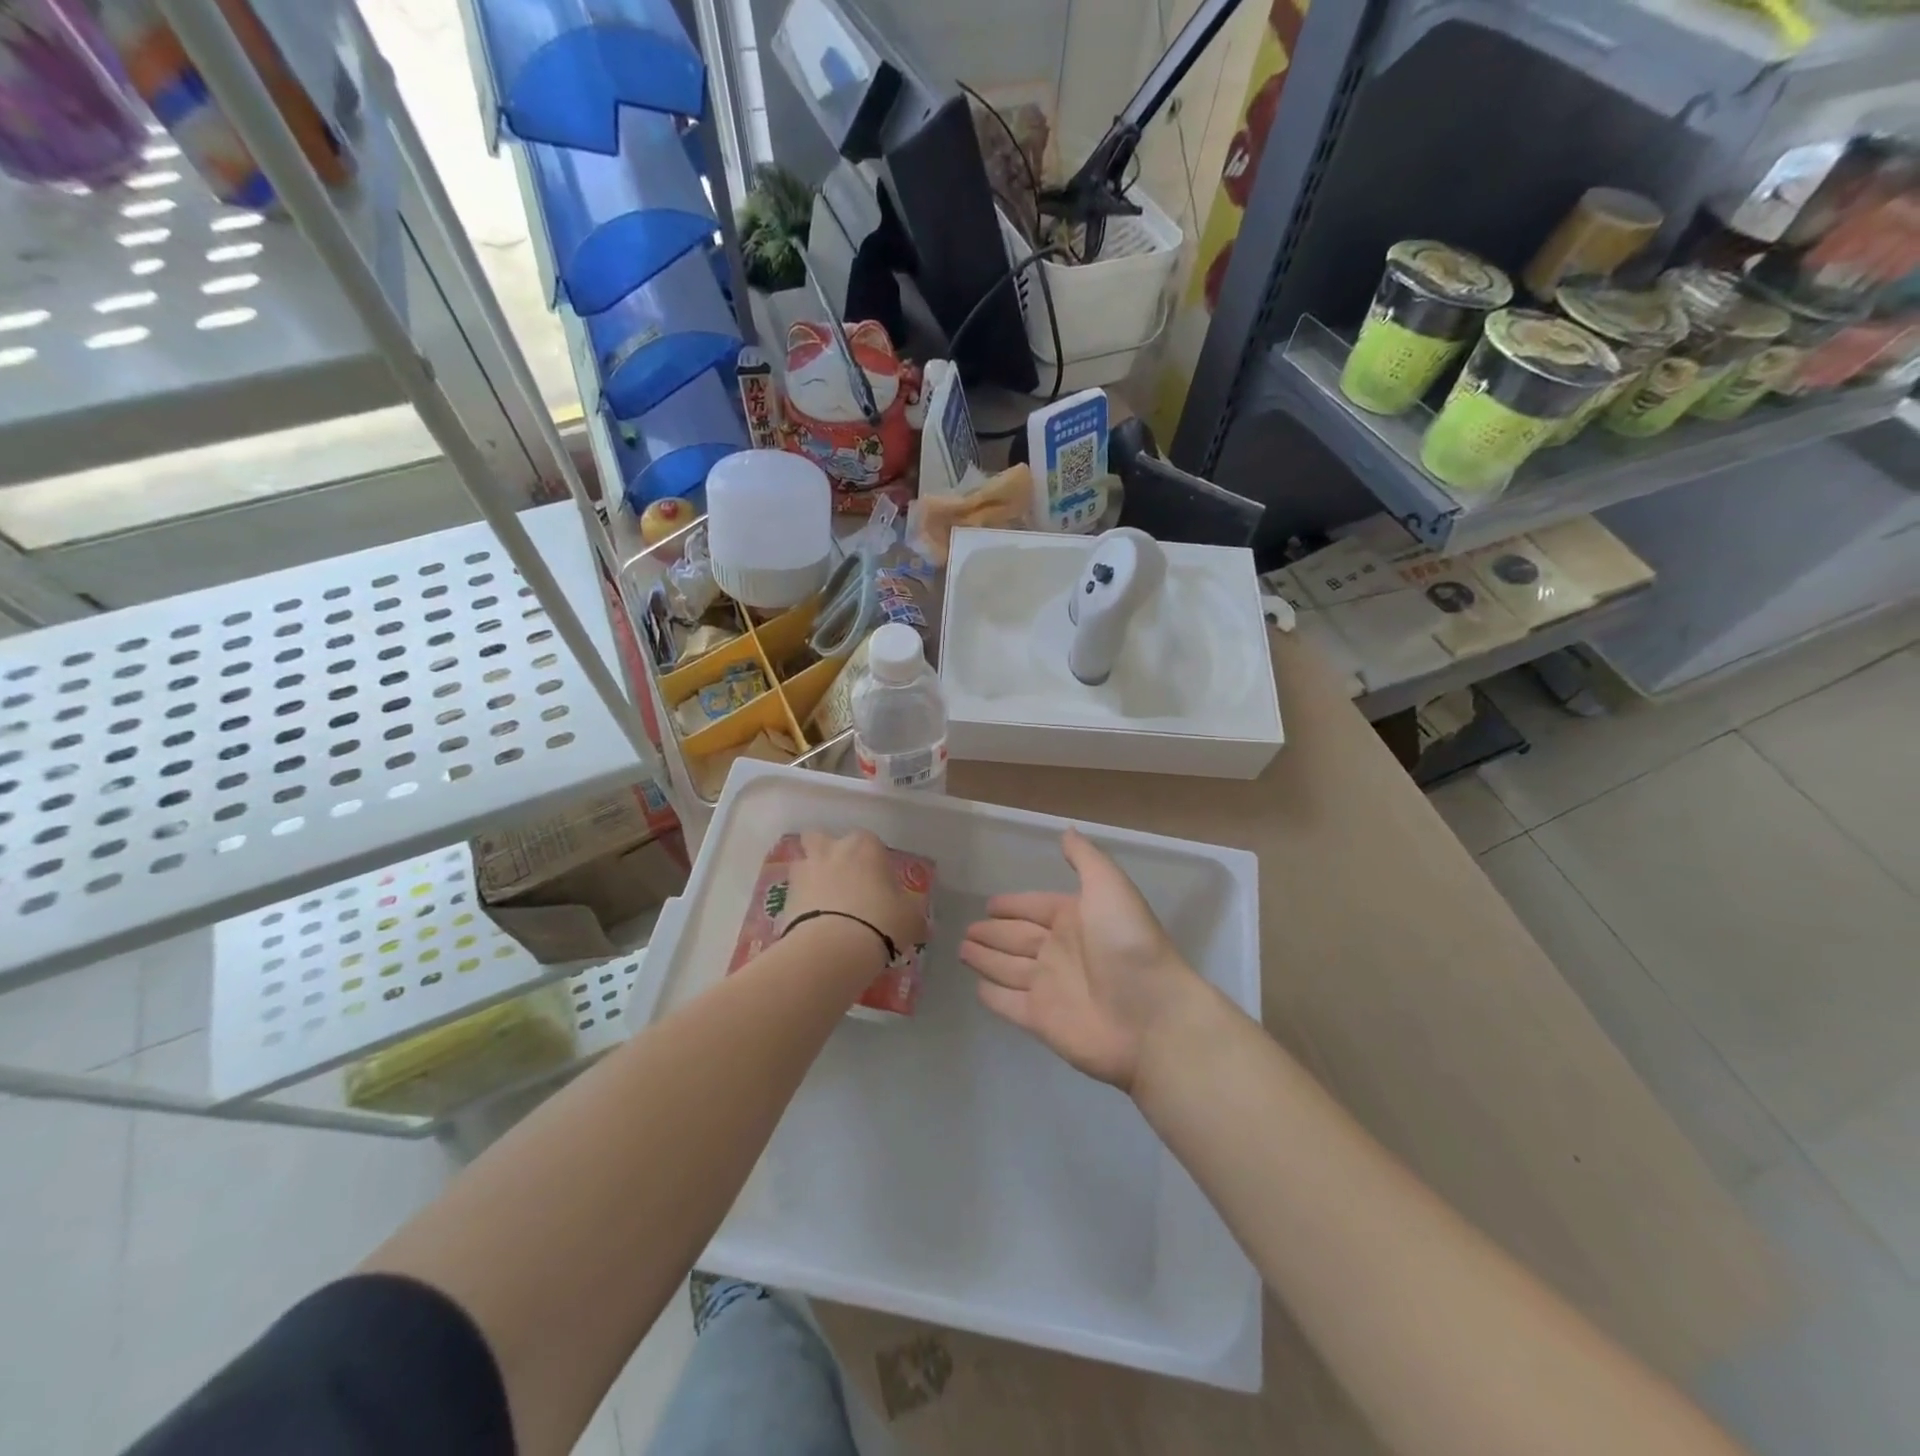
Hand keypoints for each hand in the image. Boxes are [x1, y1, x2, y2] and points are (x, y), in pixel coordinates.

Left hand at [781, 830, 927, 959]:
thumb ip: (912, 912)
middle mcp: (832, 849)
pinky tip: (811, 922)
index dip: (873, 860)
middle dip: (828, 852)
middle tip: (841, 879)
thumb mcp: (911, 918)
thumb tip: (920, 922)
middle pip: (822, 838)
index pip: (870, 842)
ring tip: (821, 901)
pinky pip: (793, 893)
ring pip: (802, 861)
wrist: (834, 947)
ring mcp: (805, 870)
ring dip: (810, 875)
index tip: (878, 882)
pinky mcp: (785, 896)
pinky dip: (799, 903)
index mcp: (865, 846)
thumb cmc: (881, 920)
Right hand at [960, 829, 1200, 1091]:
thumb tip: (1066, 830)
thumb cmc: (1127, 944)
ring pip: (1008, 968)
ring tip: (962, 950)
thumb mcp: (1109, 887)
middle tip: (966, 929)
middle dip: (993, 932)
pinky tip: (976, 988)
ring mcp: (1049, 987)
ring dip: (986, 959)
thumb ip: (1085, 859)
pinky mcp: (1041, 1020)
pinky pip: (1009, 1003)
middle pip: (1017, 938)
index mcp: (1075, 918)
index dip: (1013, 905)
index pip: (1035, 907)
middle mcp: (1060, 951)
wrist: (1151, 1016)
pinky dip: (993, 996)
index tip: (989, 904)